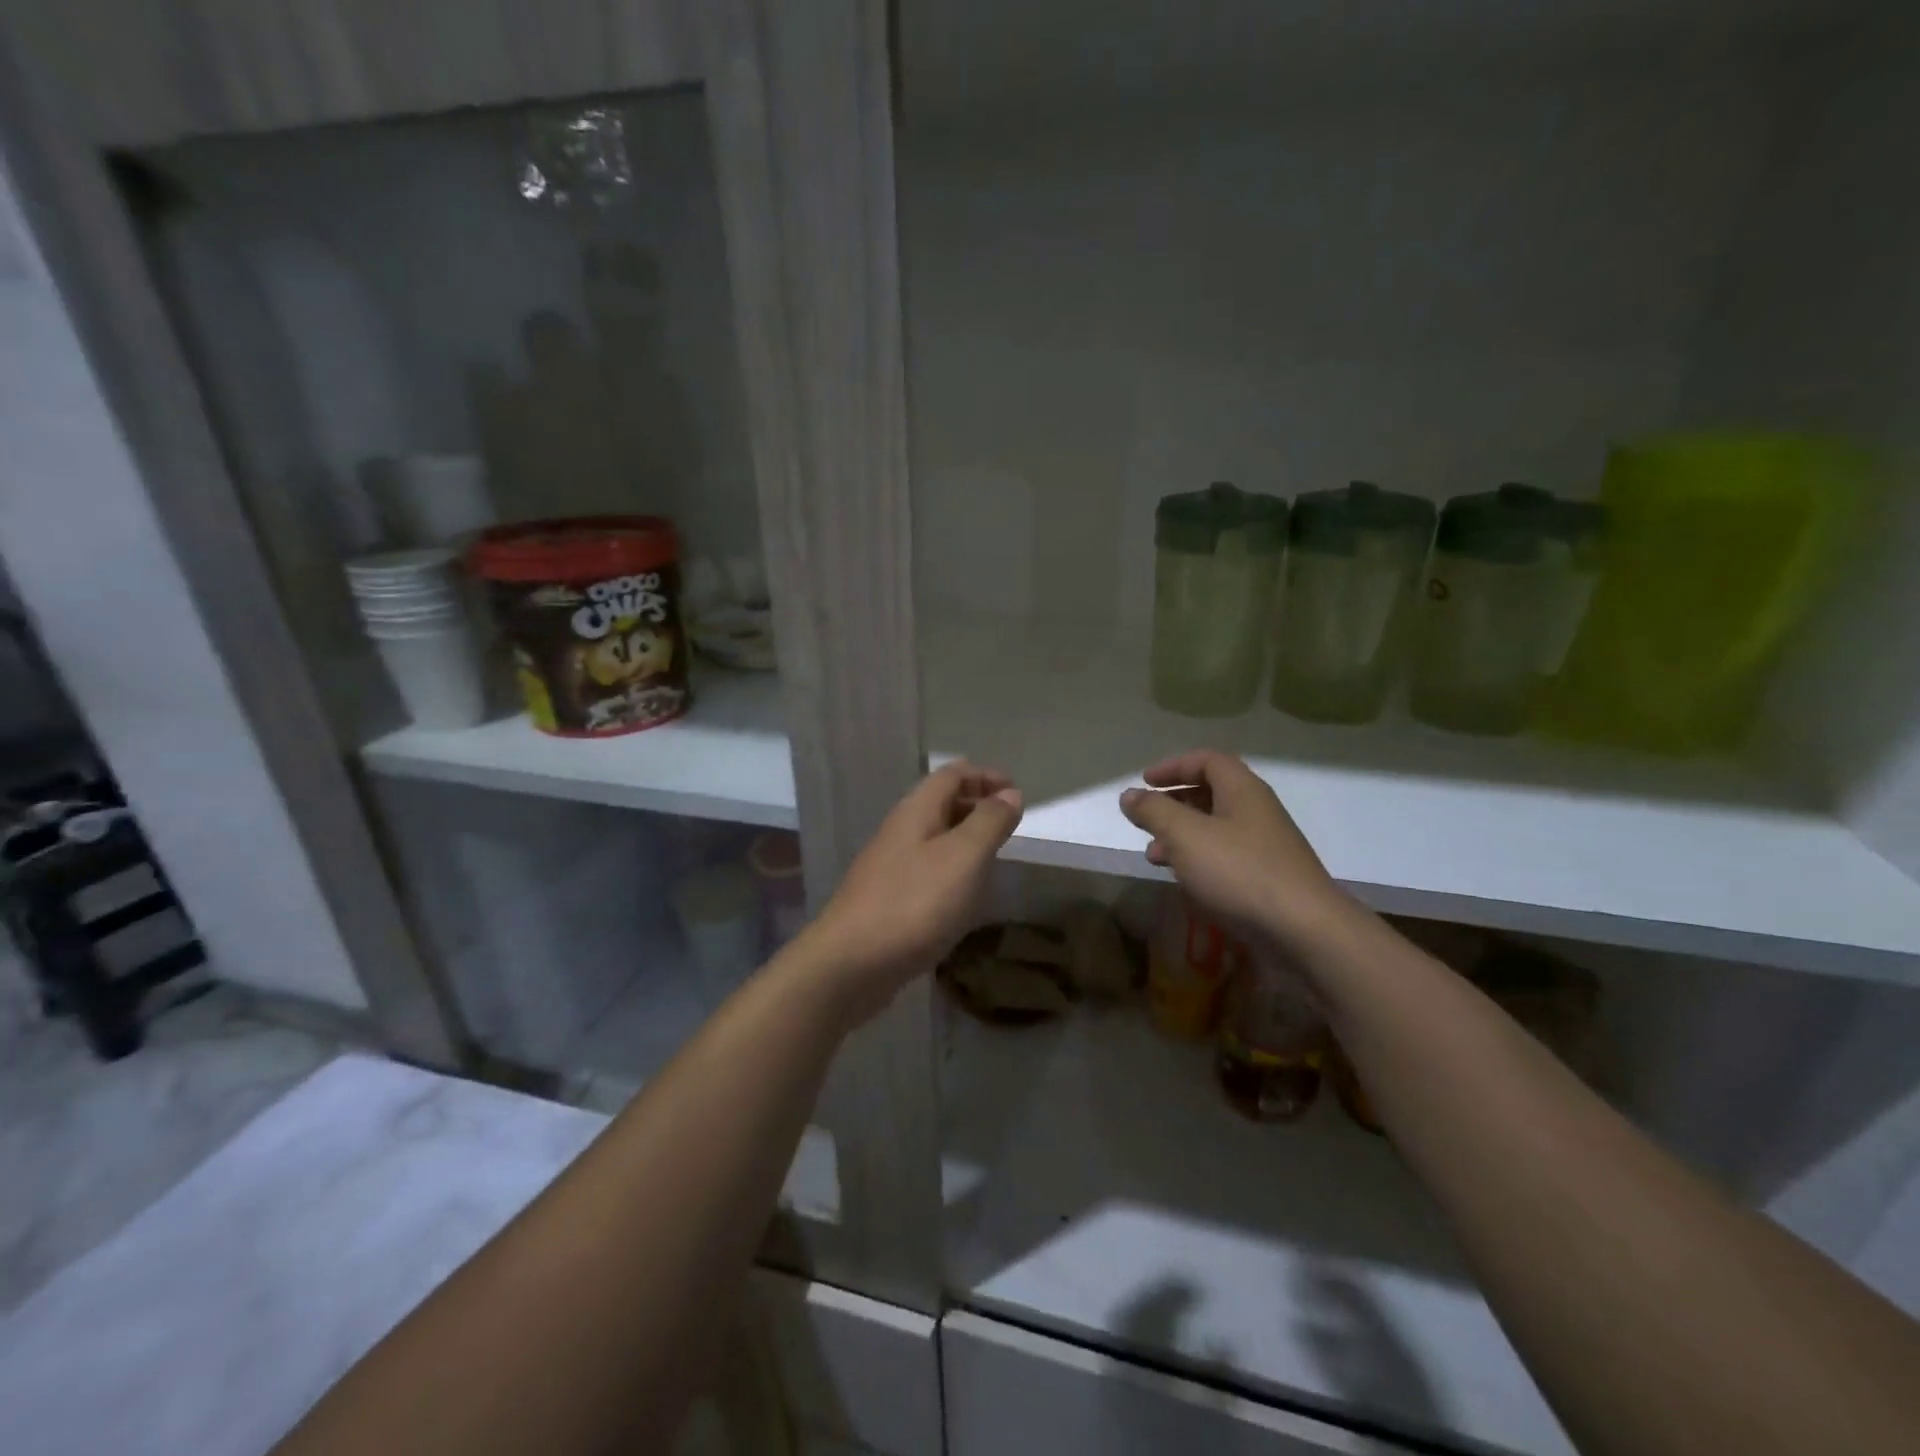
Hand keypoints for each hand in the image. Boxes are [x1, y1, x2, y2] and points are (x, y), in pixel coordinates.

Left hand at [803, 761, 1022, 1022]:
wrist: (851, 963)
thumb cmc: (914, 903)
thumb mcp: (964, 857)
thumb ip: (989, 822)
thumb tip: (1010, 792)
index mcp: (916, 811)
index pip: (952, 774)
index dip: (985, 775)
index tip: (1017, 791)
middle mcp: (900, 831)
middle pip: (941, 802)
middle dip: (976, 805)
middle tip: (1010, 824)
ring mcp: (890, 866)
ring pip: (934, 838)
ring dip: (965, 838)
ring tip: (994, 856)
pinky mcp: (888, 898)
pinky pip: (927, 869)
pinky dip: (952, 869)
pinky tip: (965, 894)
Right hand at [1119, 750, 1348, 948]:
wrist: (1304, 930)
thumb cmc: (1239, 872)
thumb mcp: (1185, 836)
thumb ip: (1154, 811)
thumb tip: (1129, 795)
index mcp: (1242, 790)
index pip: (1207, 760)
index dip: (1173, 766)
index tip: (1145, 781)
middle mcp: (1257, 812)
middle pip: (1211, 793)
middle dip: (1173, 802)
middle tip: (1146, 818)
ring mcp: (1265, 846)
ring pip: (1215, 828)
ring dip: (1181, 835)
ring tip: (1153, 855)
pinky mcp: (1266, 878)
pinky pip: (1225, 857)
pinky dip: (1198, 860)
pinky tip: (1183, 880)